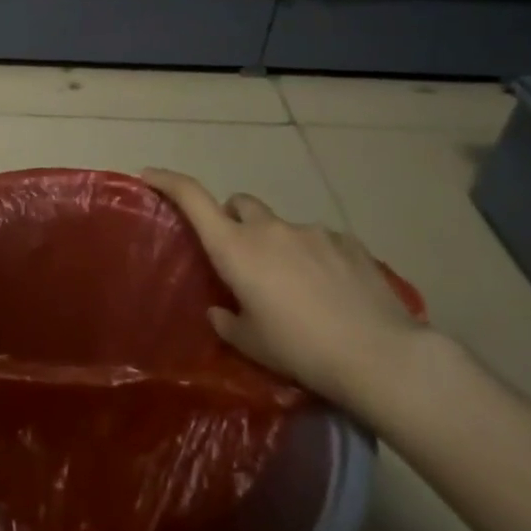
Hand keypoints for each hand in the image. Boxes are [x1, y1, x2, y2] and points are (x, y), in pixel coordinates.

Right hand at [142, 168, 424, 412]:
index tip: (150, 174)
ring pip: (282, 226)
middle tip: (241, 256)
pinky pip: (320, 241)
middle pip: (241, 204)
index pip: (192, 198)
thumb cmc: (300, 349)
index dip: (168, 181)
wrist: (381, 356)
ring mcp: (313, 232)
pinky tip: (332, 292)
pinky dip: (315, 257)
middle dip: (234, 220)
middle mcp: (270, 230)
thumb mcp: (251, 343)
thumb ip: (227, 320)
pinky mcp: (349, 243)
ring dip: (278, 245)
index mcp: (235, 248)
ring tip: (297, 287)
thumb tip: (221, 310)